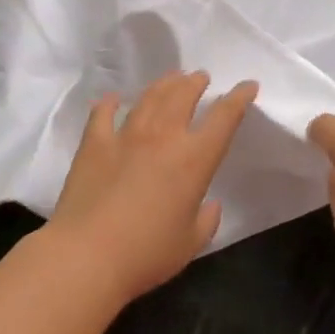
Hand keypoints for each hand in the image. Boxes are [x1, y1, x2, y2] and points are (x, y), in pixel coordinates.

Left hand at [44, 71, 257, 303]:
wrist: (87, 256)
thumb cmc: (146, 254)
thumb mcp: (190, 243)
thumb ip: (206, 220)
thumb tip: (210, 204)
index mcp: (193, 160)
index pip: (224, 118)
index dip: (238, 98)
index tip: (247, 85)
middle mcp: (162, 137)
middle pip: (183, 95)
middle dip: (196, 82)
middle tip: (200, 77)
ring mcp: (125, 135)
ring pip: (149, 97)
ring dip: (164, 84)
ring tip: (172, 78)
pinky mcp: (94, 143)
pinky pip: (103, 113)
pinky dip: (110, 103)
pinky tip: (113, 99)